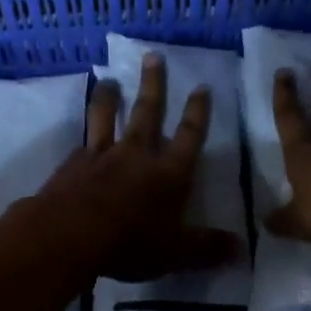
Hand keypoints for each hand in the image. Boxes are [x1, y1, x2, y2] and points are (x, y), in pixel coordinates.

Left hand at [36, 53, 241, 281]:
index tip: (201, 87)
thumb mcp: (176, 253)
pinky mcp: (73, 164)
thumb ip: (208, 249)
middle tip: (153, 57)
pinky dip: (84, 135)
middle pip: (148, 112)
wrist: (69, 235)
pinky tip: (81, 135)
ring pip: (107, 117)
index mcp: (169, 173)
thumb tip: (242, 249)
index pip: (189, 136)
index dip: (198, 112)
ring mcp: (101, 155)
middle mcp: (137, 155)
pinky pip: (82, 142)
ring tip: (109, 80)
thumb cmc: (129, 243)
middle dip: (154, 84)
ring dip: (109, 97)